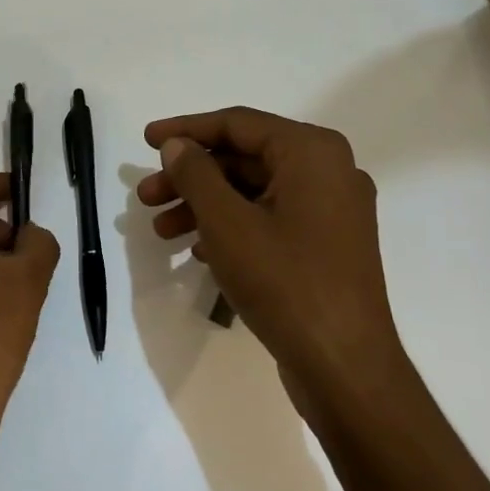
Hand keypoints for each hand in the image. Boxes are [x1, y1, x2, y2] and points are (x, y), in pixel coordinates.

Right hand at [136, 108, 409, 420]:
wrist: (344, 366)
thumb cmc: (284, 282)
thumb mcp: (227, 222)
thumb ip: (196, 173)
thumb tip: (177, 145)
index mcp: (311, 152)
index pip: (237, 124)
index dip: (186, 130)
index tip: (146, 140)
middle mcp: (328, 171)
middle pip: (244, 159)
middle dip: (190, 177)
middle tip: (146, 196)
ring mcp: (331, 211)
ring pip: (254, 192)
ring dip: (204, 205)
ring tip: (161, 230)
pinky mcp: (326, 245)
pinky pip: (270, 219)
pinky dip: (231, 227)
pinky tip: (196, 249)